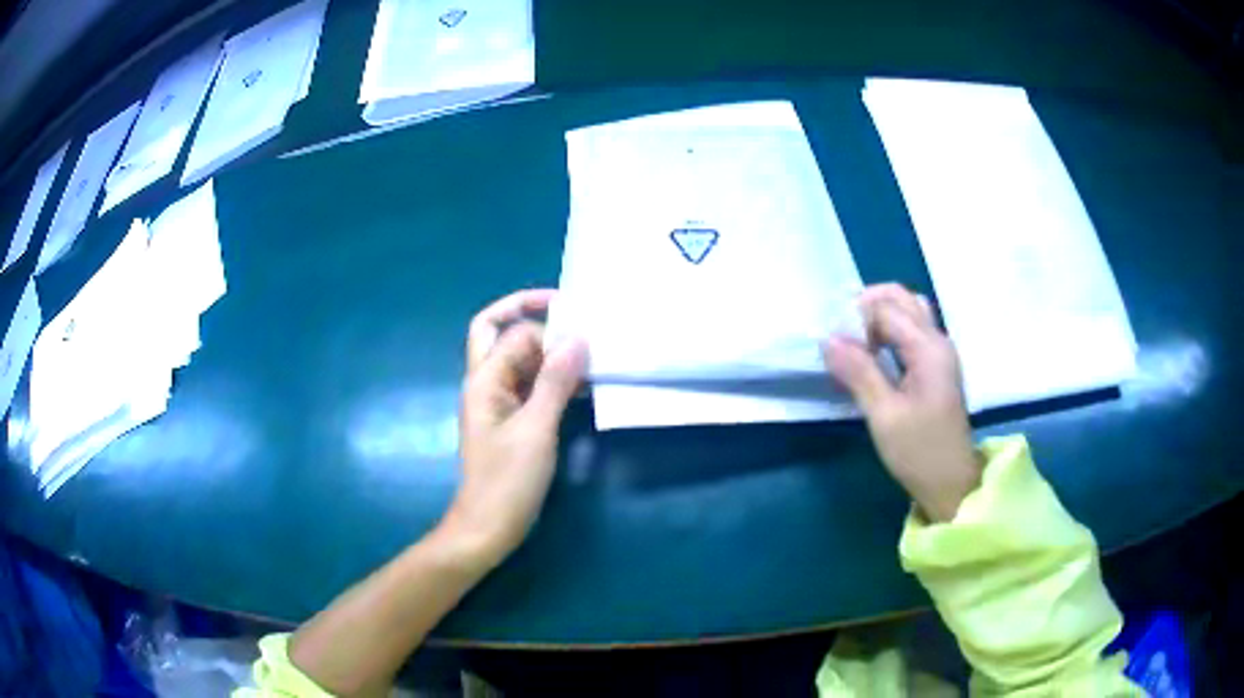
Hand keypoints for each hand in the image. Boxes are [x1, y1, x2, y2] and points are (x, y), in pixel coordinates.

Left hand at [443, 290, 586, 567]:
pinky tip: (583, 387)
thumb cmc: (508, 480)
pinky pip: (532, 387)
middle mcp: (487, 384)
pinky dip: (554, 381)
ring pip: (521, 362)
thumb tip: (577, 337)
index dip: (540, 320)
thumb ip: (555, 381)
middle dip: (538, 325)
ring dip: (551, 355)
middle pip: (506, 337)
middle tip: (579, 326)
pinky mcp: (512, 421)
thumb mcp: (536, 429)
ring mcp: (498, 403)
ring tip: (590, 355)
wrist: (488, 527)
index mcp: (484, 380)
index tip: (576, 317)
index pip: (512, 332)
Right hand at [823, 284, 979, 521]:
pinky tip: (874, 355)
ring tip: (856, 343)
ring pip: (909, 311)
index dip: (856, 317)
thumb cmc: (919, 452)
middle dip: (868, 307)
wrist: (951, 482)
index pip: (887, 308)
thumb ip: (859, 373)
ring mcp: (940, 352)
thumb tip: (828, 339)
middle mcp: (937, 340)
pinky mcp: (937, 365)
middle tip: (842, 335)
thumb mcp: (884, 415)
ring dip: (881, 316)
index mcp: (928, 349)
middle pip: (902, 298)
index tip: (832, 342)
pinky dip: (891, 330)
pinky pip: (913, 330)